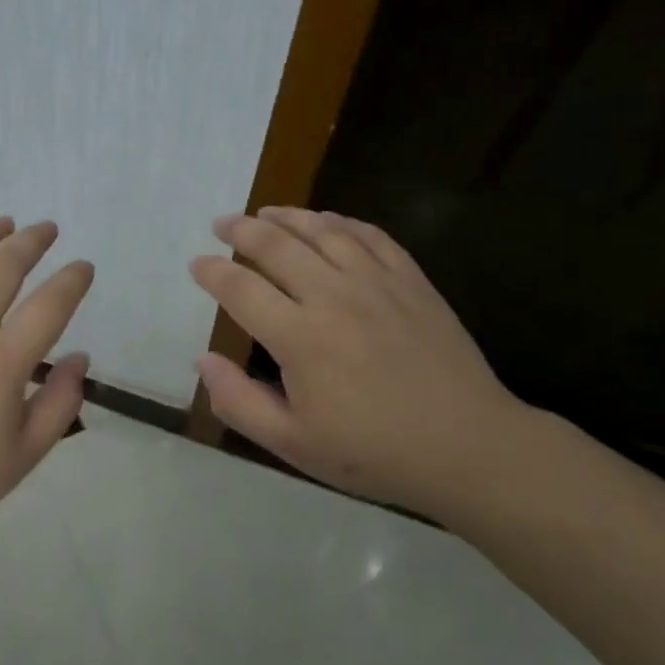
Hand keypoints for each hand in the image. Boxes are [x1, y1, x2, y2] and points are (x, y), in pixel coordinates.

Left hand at [0, 218, 94, 598]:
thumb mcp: (21, 457)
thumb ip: (60, 404)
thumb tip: (80, 358)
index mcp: (1, 361)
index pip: (51, 303)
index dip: (73, 280)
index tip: (83, 268)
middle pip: (4, 265)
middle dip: (32, 240)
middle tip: (46, 229)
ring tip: (2, 224)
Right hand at [190, 207, 531, 515]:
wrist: (467, 447)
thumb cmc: (373, 452)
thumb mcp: (293, 444)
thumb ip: (239, 401)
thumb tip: (203, 359)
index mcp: (299, 337)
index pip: (240, 288)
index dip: (212, 272)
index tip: (197, 264)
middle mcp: (332, 296)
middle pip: (275, 245)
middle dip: (240, 230)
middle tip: (221, 224)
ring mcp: (376, 282)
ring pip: (321, 230)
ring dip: (286, 216)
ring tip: (265, 212)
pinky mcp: (410, 280)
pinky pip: (369, 235)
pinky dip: (341, 222)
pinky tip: (327, 220)